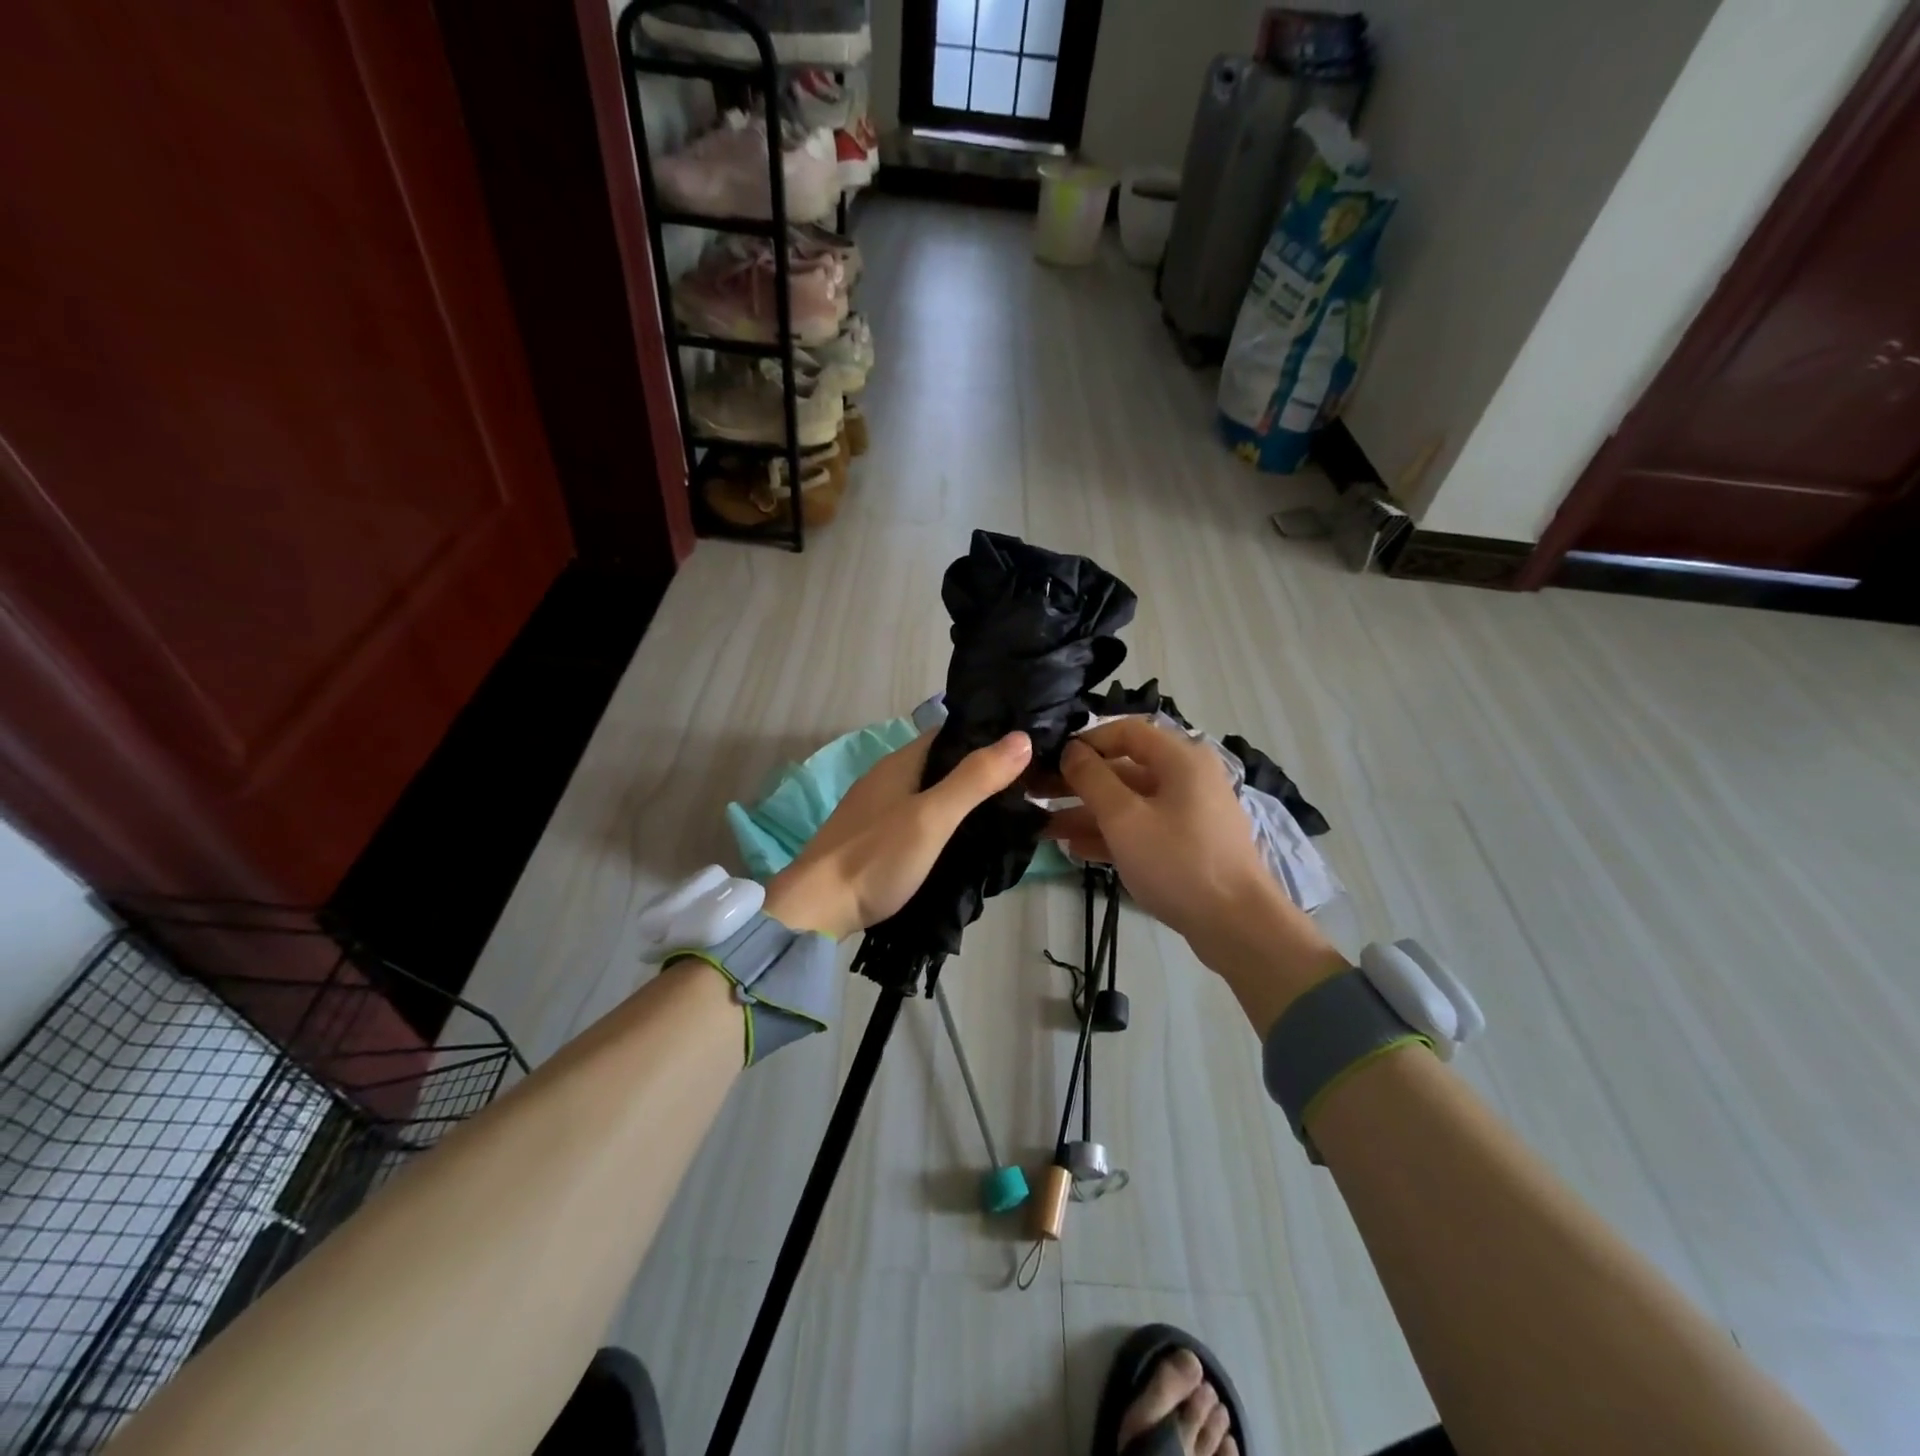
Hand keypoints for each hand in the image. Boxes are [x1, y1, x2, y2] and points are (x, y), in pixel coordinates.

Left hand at [763, 729, 1033, 939]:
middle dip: (980, 771)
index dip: (987, 737)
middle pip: (942, 764)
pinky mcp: (875, 838)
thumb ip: (974, 779)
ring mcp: (878, 809)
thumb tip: (1021, 737)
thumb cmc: (875, 858)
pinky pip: (919, 817)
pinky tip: (964, 840)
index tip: (1028, 749)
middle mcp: (888, 778)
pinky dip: (944, 822)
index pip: (951, 734)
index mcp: (900, 763)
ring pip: (931, 792)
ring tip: (1007, 813)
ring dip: (963, 798)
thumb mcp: (932, 817)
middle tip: (1027, 787)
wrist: (815, 910)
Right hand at [1050, 717, 1346, 1026]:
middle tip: (1036, 794)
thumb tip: (1071, 750)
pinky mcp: (1188, 844)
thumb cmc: (1178, 861)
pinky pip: (1143, 828)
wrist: (1238, 925)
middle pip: (1124, 768)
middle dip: (1079, 783)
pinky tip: (1075, 849)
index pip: (1126, 731)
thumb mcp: (1124, 818)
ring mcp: (1189, 813)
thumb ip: (1092, 779)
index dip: (1086, 741)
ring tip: (1045, 828)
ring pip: (1130, 802)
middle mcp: (1187, 777)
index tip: (1051, 759)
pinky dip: (1112, 834)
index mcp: (1180, 758)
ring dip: (1088, 813)